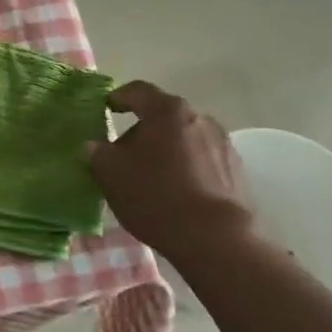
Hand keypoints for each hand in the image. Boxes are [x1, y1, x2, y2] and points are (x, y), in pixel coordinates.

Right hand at [88, 82, 252, 265]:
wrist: (215, 240)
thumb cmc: (156, 196)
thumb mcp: (110, 173)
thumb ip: (97, 152)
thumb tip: (94, 146)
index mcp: (167, 111)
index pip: (137, 91)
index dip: (118, 97)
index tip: (106, 109)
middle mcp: (200, 118)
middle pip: (163, 117)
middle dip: (142, 131)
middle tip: (124, 154)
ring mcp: (223, 145)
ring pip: (185, 139)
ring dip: (167, 150)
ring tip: (152, 177)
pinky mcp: (237, 172)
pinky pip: (203, 161)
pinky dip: (187, 168)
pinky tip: (176, 193)